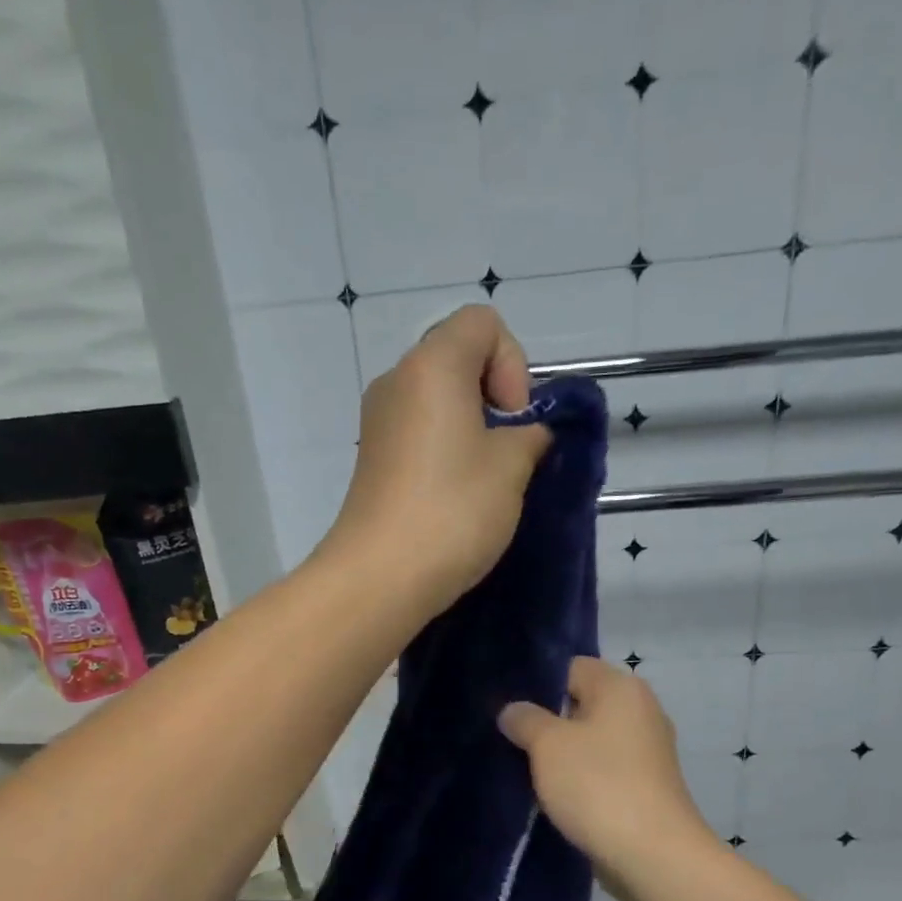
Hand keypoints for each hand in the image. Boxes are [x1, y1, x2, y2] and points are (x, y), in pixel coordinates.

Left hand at [322, 306, 552, 617]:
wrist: (380, 576)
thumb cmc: (452, 511)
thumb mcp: (511, 468)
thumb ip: (529, 437)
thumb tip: (524, 436)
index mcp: (431, 365)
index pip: (482, 324)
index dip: (512, 363)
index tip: (514, 420)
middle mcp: (397, 381)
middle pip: (457, 360)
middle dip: (494, 398)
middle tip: (507, 452)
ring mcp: (378, 423)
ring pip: (438, 402)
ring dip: (471, 430)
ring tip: (485, 481)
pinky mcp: (372, 460)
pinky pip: (419, 435)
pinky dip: (445, 451)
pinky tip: (456, 497)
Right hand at [498, 657, 716, 879]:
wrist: (652, 855)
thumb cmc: (598, 785)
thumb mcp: (548, 745)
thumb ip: (525, 720)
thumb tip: (513, 710)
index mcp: (621, 688)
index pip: (571, 668)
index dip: (536, 684)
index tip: (505, 706)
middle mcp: (640, 711)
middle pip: (581, 704)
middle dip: (545, 721)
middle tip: (507, 738)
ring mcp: (646, 751)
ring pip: (590, 740)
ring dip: (560, 754)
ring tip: (521, 767)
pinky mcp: (644, 786)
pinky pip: (602, 769)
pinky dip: (579, 778)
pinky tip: (551, 794)